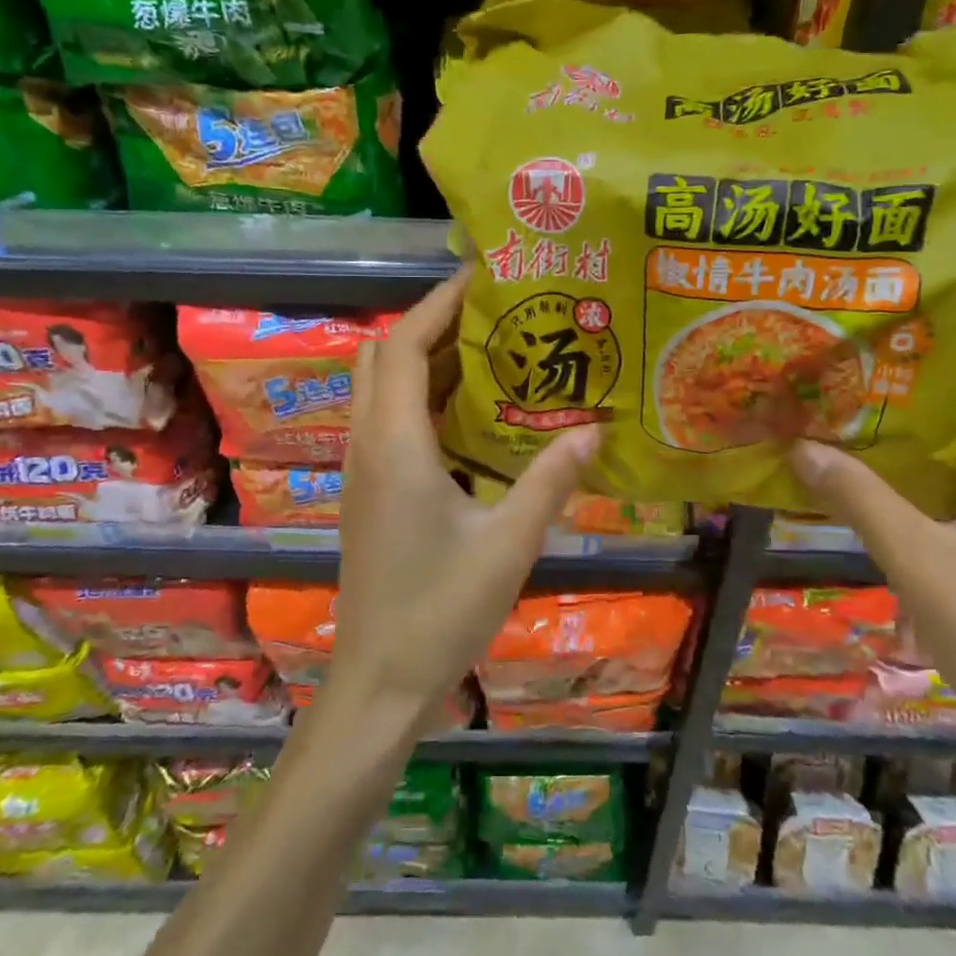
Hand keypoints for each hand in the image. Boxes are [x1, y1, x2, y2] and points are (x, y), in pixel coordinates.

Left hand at [331, 266, 598, 731]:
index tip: (482, 276)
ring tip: (491, 353)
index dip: (438, 303)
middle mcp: (368, 444)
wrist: (380, 679)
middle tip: (493, 315)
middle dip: (431, 324)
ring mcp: (361, 470)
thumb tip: (595, 429)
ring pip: (381, 389)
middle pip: (384, 357)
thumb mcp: (509, 542)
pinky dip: (421, 400)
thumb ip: (550, 479)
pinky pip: (387, 422)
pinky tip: (471, 417)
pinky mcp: (367, 493)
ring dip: (425, 362)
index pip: (406, 346)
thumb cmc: (441, 609)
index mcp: (395, 444)